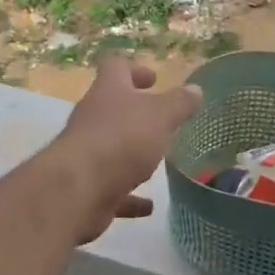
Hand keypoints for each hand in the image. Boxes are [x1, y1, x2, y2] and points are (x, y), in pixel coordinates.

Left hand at [48, 60, 202, 243]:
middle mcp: (92, 118)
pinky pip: (112, 188)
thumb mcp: (161, 116)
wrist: (78, 190)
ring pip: (111, 147)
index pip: (116, 68)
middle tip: (162, 119)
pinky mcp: (87, 187)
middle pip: (112, 107)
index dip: (135, 70)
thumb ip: (179, 103)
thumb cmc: (122, 139)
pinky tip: (148, 205)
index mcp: (108, 92)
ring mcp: (87, 153)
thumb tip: (195, 90)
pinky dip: (130, 196)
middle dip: (135, 112)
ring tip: (157, 159)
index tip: (154, 79)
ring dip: (132, 153)